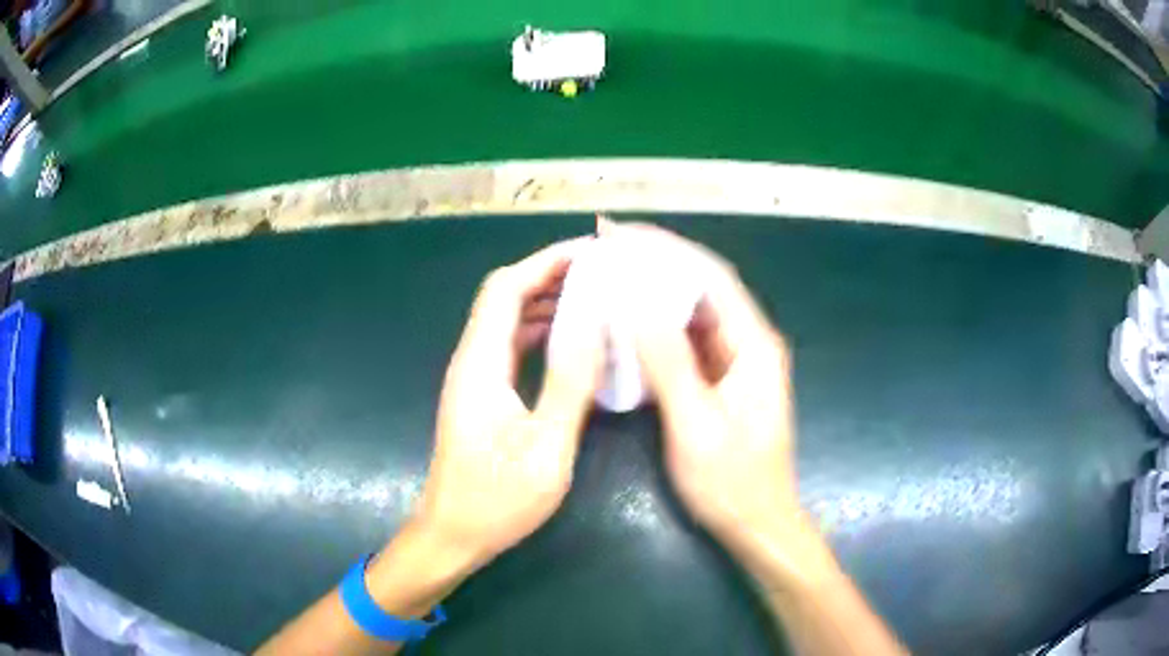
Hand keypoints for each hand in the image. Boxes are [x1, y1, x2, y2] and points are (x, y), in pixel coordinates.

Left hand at [415, 237, 604, 566]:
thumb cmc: (497, 500)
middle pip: (504, 297)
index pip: (506, 288)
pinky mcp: (482, 396)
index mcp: (481, 365)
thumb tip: (596, 323)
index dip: (545, 262)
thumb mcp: (545, 447)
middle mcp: (472, 361)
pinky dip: (541, 333)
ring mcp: (474, 378)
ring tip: (597, 297)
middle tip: (603, 272)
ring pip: (508, 321)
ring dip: (547, 302)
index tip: (590, 253)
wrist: (452, 535)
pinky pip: (511, 347)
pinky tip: (573, 341)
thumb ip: (569, 384)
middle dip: (550, 275)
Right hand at [615, 225, 800, 548]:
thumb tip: (636, 302)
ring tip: (610, 274)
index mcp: (753, 345)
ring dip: (654, 291)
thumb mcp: (696, 424)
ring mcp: (735, 363)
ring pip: (692, 313)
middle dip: (656, 261)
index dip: (666, 248)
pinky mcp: (721, 381)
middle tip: (607, 246)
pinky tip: (627, 323)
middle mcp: (748, 343)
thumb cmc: (731, 482)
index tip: (620, 233)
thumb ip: (669, 362)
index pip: (709, 276)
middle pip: (702, 287)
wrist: (757, 523)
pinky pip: (687, 341)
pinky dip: (657, 326)